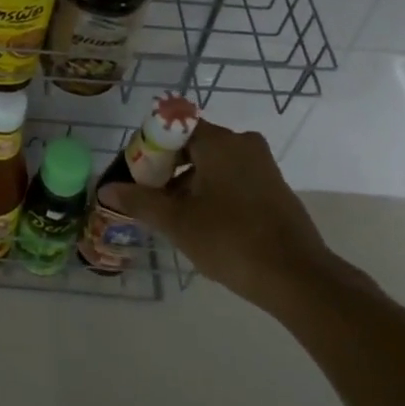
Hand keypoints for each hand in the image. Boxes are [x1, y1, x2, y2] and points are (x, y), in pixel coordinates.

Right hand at [102, 121, 346, 315]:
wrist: (299, 278)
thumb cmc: (231, 240)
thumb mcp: (177, 222)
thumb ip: (140, 201)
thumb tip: (106, 188)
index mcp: (218, 141)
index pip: (171, 127)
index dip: (148, 148)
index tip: (136, 176)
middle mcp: (242, 142)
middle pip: (191, 144)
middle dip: (166, 168)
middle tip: (150, 198)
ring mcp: (262, 164)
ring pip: (212, 162)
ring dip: (188, 182)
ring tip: (173, 216)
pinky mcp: (274, 187)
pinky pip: (232, 177)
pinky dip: (212, 191)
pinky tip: (203, 223)